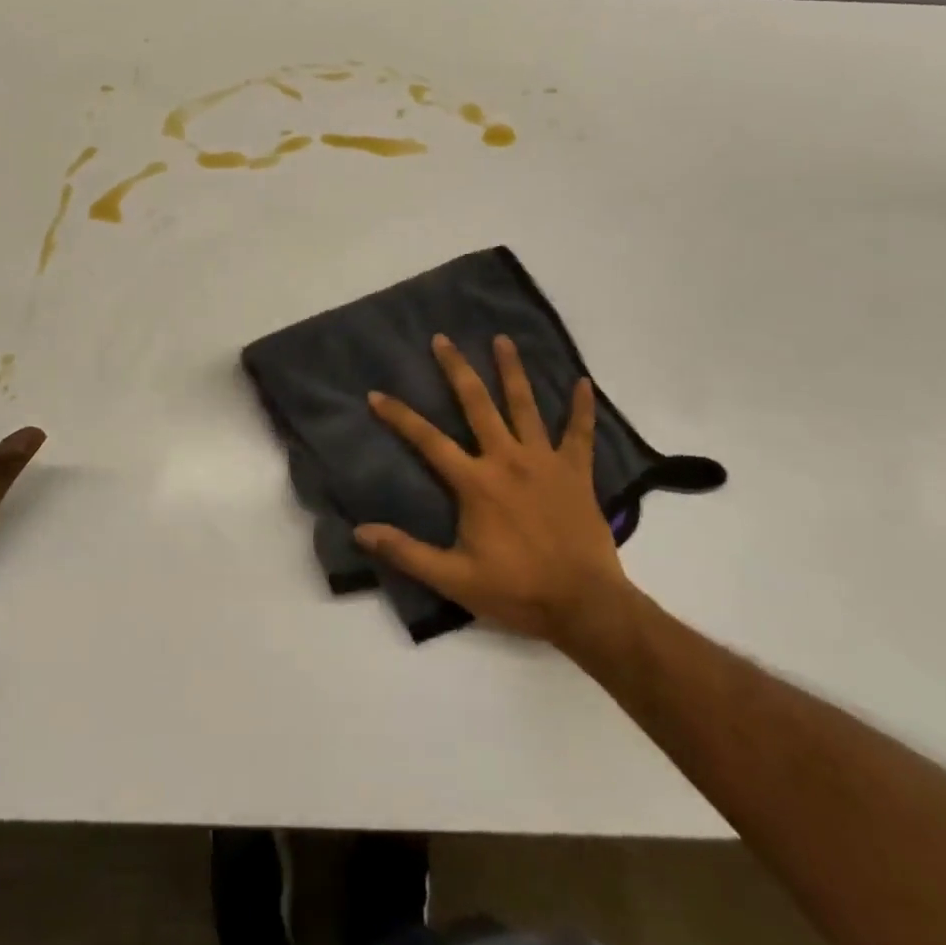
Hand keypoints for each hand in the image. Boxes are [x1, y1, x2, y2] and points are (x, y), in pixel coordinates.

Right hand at [357, 333, 633, 645]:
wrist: (585, 605)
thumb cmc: (517, 590)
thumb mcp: (454, 579)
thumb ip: (407, 552)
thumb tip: (360, 531)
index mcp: (476, 482)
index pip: (428, 441)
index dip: (400, 416)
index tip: (376, 393)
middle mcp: (507, 459)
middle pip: (477, 404)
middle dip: (457, 369)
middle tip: (443, 339)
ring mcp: (544, 461)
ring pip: (525, 406)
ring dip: (512, 370)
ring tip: (502, 339)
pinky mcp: (576, 472)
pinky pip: (579, 434)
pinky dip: (582, 408)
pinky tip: (584, 383)